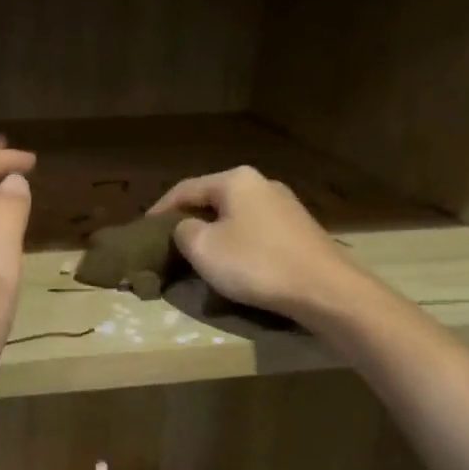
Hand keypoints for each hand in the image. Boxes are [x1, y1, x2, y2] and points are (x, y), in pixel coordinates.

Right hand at [150, 166, 352, 319]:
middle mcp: (262, 183)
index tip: (143, 230)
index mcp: (235, 180)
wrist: (325, 289)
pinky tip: (234, 263)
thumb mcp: (202, 248)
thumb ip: (183, 231)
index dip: (160, 210)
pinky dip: (238, 243)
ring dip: (214, 233)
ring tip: (199, 255)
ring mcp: (285, 205)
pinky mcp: (300, 229)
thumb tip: (186, 228)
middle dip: (190, 220)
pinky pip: (256, 231)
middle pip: (213, 200)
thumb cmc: (256, 263)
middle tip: (169, 243)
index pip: (185, 189)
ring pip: (236, 216)